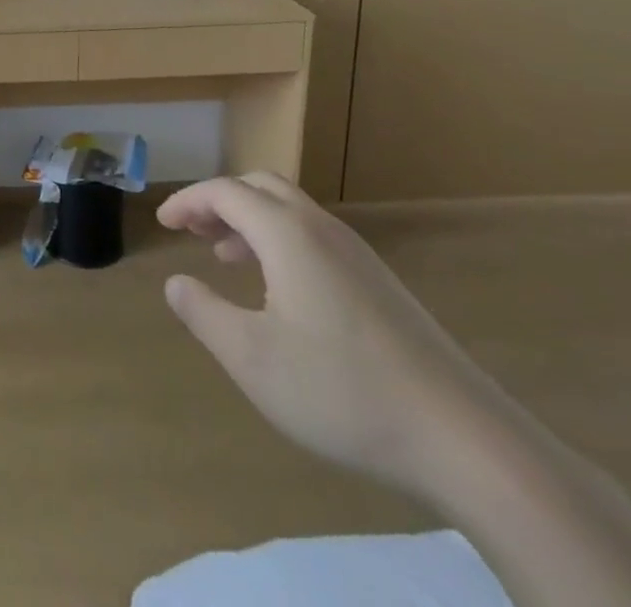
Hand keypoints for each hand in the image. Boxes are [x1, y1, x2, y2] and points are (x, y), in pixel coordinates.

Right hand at [157, 173, 517, 498]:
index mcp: (287, 234)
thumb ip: (204, 314)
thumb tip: (175, 283)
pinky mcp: (382, 286)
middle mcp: (322, 230)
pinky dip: (280, 242)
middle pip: (260, 187)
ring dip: (250, 221)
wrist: (468, 443)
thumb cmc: (343, 391)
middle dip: (219, 201)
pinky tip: (280, 292)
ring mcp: (359, 257)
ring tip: (225, 257)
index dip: (187, 201)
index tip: (162, 223)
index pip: (224, 192)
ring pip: (291, 212)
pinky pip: (315, 238)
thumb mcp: (252, 358)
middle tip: (192, 230)